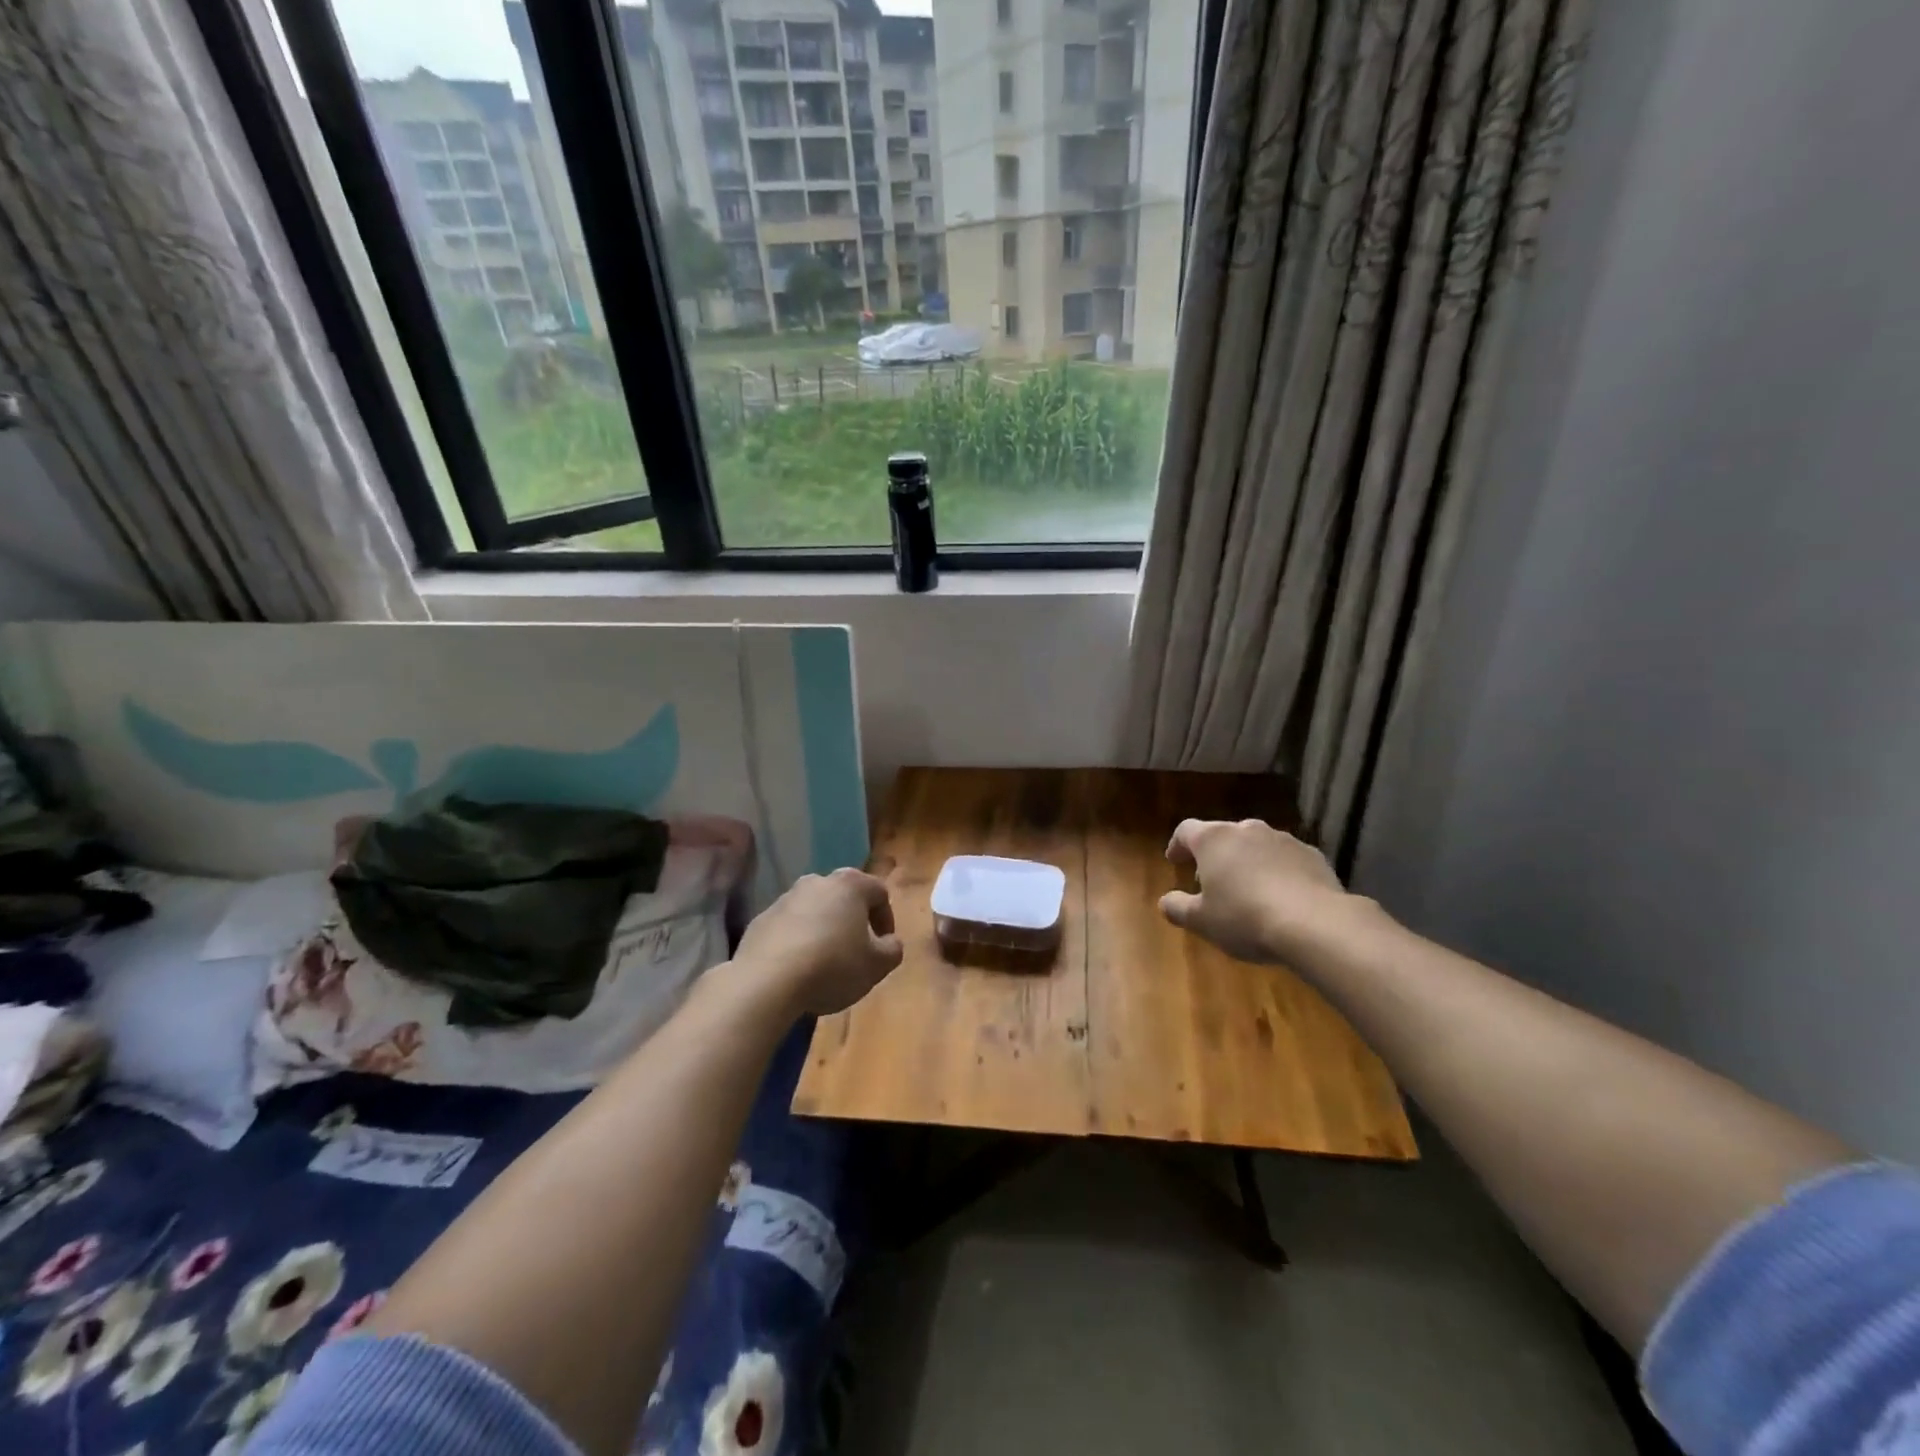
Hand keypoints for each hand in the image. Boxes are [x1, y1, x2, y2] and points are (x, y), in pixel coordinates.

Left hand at [732, 868, 904, 1016]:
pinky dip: (797, 941)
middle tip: (856, 951)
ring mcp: (785, 898)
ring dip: (823, 929)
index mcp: (850, 884)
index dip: (886, 919)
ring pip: (814, 910)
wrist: (767, 982)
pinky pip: (788, 927)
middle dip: (852, 921)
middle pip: (844, 897)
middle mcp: (817, 881)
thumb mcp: (877, 965)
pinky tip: (797, 968)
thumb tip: (889, 942)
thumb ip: (892, 950)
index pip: (879, 893)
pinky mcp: (760, 920)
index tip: (884, 946)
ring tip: (824, 963)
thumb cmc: (833, 966)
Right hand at [1160, 819, 1351, 965]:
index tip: (1174, 860)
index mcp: (1213, 839)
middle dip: (1215, 855)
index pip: (1186, 830)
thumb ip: (1178, 908)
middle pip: (1223, 835)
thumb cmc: (1245, 918)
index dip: (1177, 845)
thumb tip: (1165, 901)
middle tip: (1211, 881)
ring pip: (1256, 845)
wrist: (1315, 924)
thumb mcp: (1201, 921)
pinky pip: (1286, 859)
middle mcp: (1246, 830)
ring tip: (1248, 890)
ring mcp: (1283, 839)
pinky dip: (1278, 871)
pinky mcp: (1313, 855)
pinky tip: (1282, 897)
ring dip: (1247, 861)